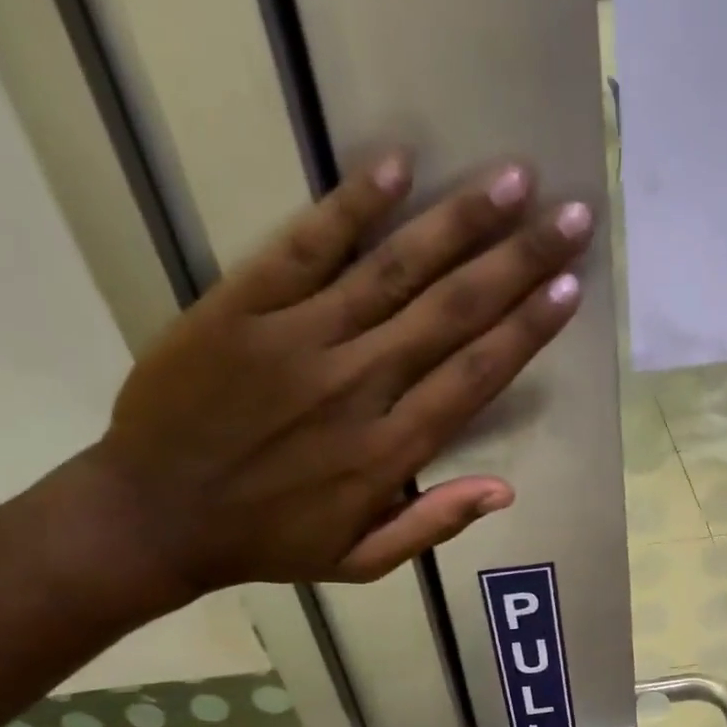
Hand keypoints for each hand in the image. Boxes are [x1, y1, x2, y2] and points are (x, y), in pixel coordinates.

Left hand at [73, 151, 590, 598]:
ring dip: (459, 222)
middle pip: (451, 313)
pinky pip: (304, 247)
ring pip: (393, 271)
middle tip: (571, 216)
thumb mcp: (362, 561)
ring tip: (514, 180)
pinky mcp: (241, 307)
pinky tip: (398, 166)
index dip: (526, 330)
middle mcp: (356, 386)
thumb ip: (432, 525)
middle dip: (518, 261)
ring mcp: (298, 340)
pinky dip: (350, 206)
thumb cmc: (269, 542)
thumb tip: (505, 491)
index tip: (569, 288)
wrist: (155, 515)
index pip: (474, 376)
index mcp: (388, 451)